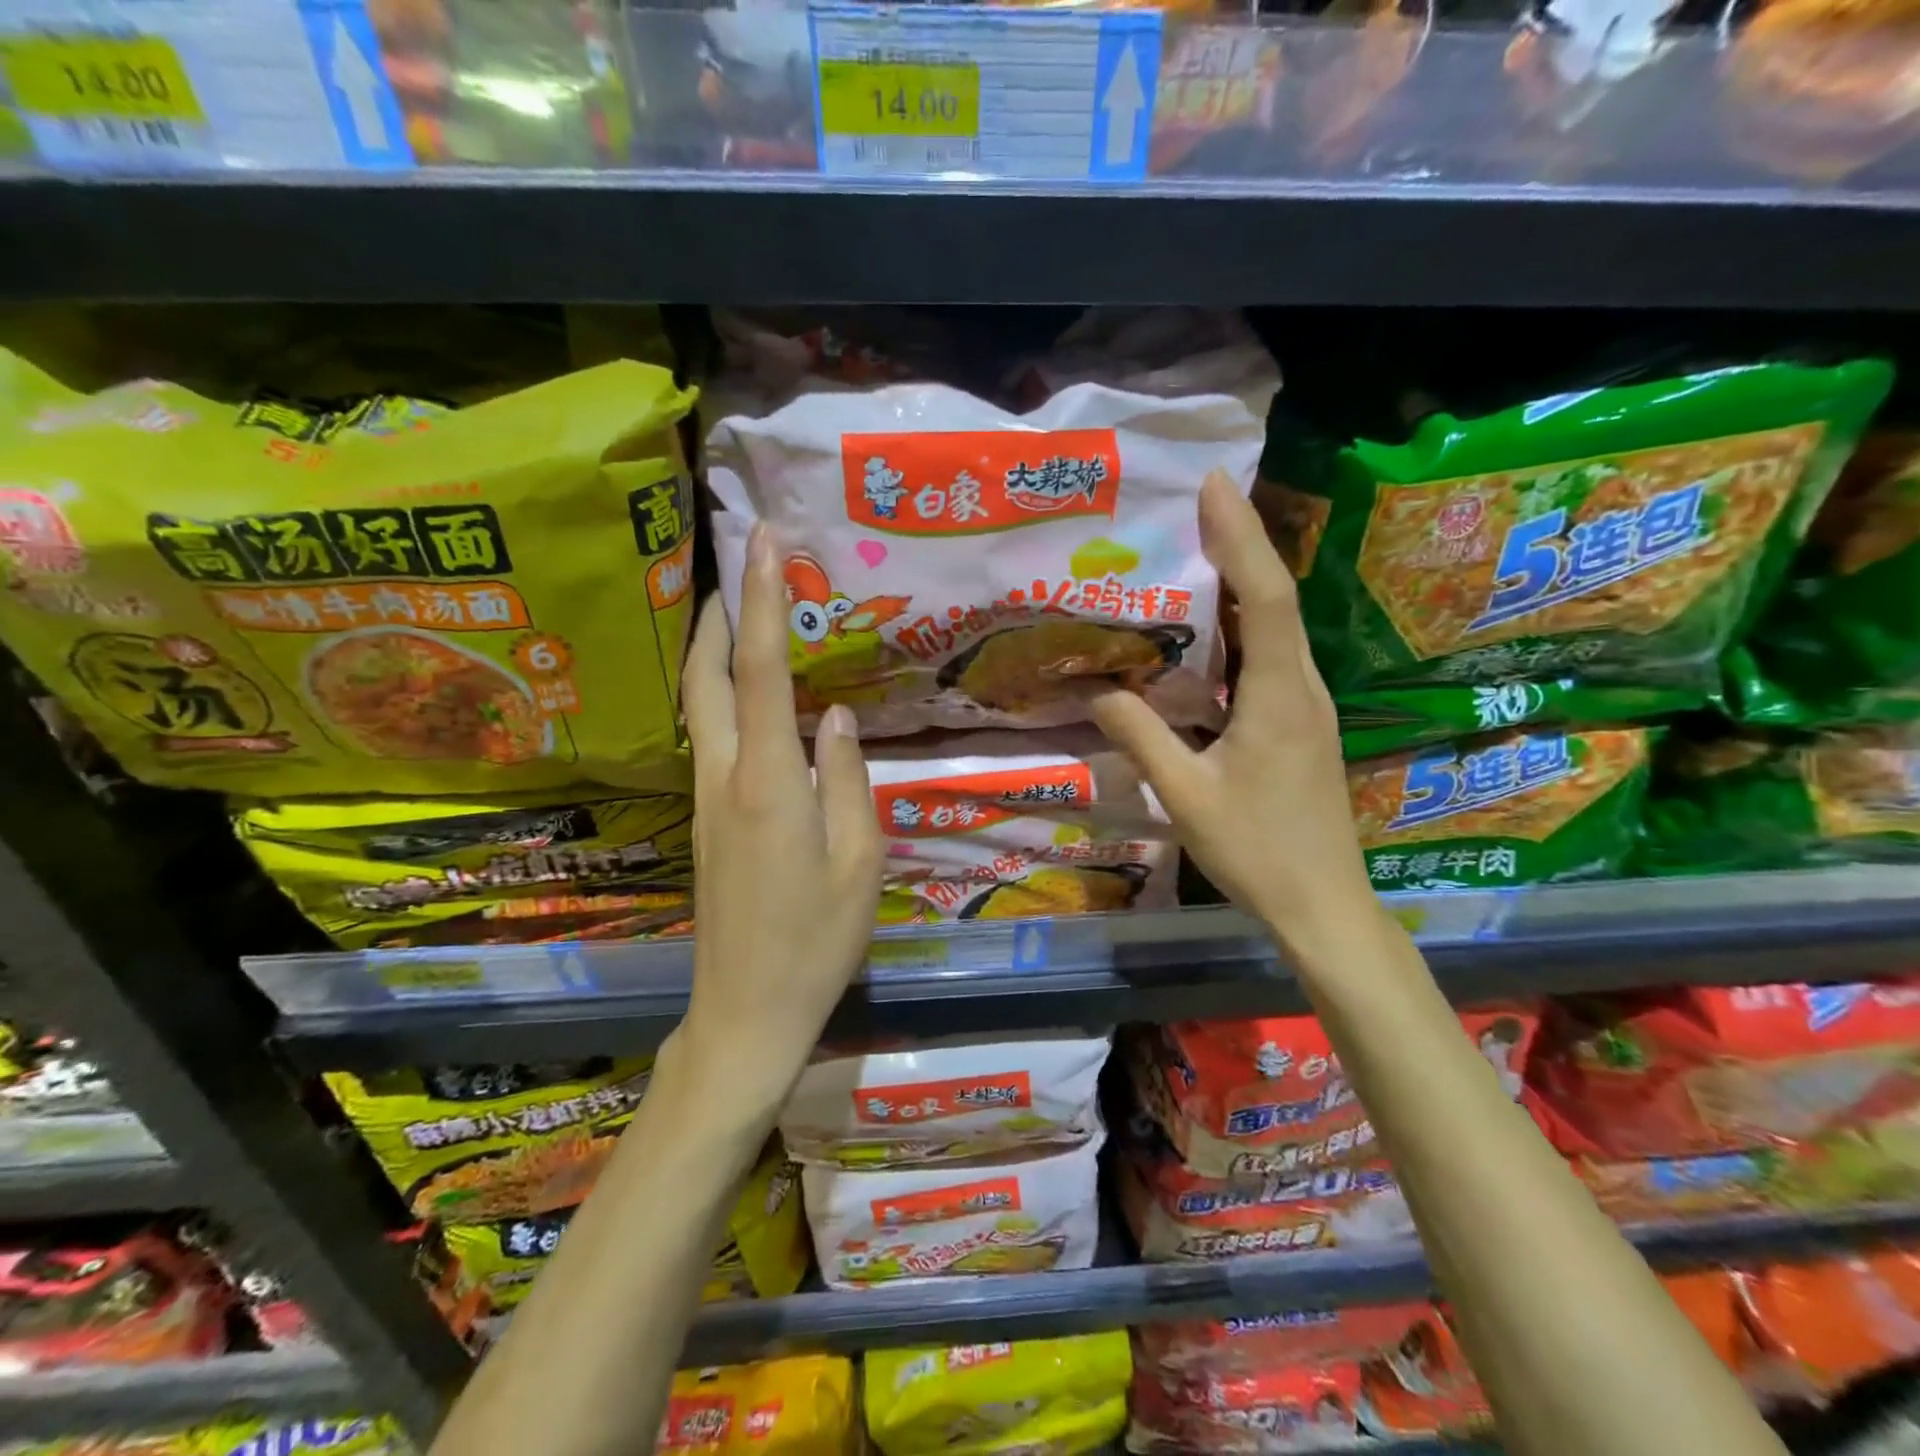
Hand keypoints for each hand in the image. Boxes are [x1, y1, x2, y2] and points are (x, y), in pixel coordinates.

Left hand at [678, 524, 883, 1114]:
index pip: (759, 672)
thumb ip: (847, 779)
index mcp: (768, 783)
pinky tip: (745, 690)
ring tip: (741, 609)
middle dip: (718, 611)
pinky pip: (709, 736)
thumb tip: (836, 715)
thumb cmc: (816, 941)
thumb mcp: (859, 861)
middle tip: (741, 563)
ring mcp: (707, 800)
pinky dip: (719, 692)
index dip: (762, 601)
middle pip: (705, 676)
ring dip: (712, 648)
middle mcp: (725, 778)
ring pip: (698, 704)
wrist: (746, 1011)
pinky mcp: (706, 820)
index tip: (765, 542)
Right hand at [1089, 475, 1377, 961]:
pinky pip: (1270, 658)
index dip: (1242, 536)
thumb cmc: (1256, 851)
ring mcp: (1307, 705)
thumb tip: (1097, 688)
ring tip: (1196, 551)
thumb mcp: (1186, 795)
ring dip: (1242, 583)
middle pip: (1275, 598)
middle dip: (1240, 544)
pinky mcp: (1300, 724)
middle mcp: (1302, 687)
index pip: (1265, 597)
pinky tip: (1210, 631)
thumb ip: (1141, 737)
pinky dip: (1242, 627)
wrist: (1323, 905)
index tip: (1217, 486)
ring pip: (1276, 627)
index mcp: (1278, 696)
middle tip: (1196, 505)